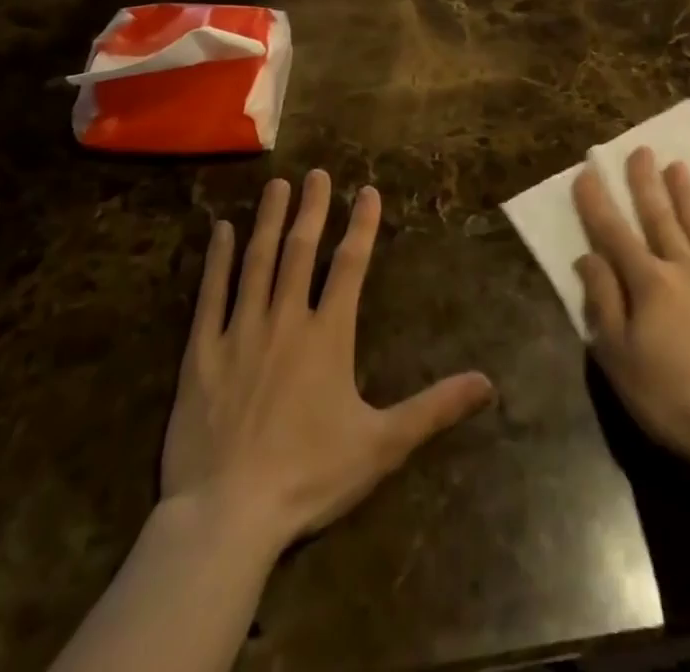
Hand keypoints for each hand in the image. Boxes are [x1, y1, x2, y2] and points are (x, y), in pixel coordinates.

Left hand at [162, 171, 495, 552]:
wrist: (227, 517)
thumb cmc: (309, 476)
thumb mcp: (382, 444)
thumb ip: (435, 407)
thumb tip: (488, 384)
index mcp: (328, 335)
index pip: (350, 266)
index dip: (361, 226)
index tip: (366, 191)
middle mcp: (285, 320)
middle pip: (301, 251)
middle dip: (312, 209)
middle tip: (316, 173)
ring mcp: (239, 333)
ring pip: (257, 262)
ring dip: (269, 221)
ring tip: (277, 185)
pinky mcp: (201, 354)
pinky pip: (210, 296)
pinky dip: (217, 260)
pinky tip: (221, 230)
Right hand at [575, 148, 689, 483]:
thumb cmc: (670, 398)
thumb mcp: (619, 358)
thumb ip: (603, 302)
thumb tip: (588, 256)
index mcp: (649, 283)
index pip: (614, 233)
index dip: (597, 203)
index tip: (586, 173)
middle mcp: (685, 268)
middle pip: (660, 216)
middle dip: (645, 182)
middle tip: (640, 150)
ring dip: (685, 193)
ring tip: (677, 165)